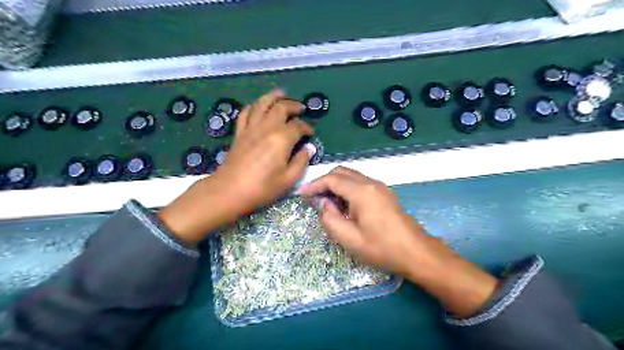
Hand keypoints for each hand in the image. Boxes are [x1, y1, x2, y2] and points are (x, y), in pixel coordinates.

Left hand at [215, 87, 313, 212]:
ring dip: (273, 96)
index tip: (310, 132)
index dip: (306, 127)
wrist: (230, 191)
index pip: (297, 126)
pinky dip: (253, 106)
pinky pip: (245, 113)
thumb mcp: (288, 180)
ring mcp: (250, 128)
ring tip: (281, 94)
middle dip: (293, 105)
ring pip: (262, 104)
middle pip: (281, 107)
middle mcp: (266, 128)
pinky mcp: (239, 133)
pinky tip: (257, 107)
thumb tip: (308, 149)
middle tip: (300, 108)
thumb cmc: (262, 188)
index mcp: (281, 139)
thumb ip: (301, 162)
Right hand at [298, 166, 439, 277]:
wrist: (416, 253)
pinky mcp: (385, 194)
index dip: (315, 185)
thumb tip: (323, 203)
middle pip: (342, 172)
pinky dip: (348, 189)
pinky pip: (361, 184)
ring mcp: (380, 187)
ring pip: (352, 177)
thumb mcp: (349, 238)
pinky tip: (345, 205)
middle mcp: (371, 183)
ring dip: (337, 185)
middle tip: (314, 198)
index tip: (302, 193)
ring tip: (328, 203)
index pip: (332, 179)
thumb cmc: (381, 248)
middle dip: (325, 182)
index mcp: (361, 192)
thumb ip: (329, 218)